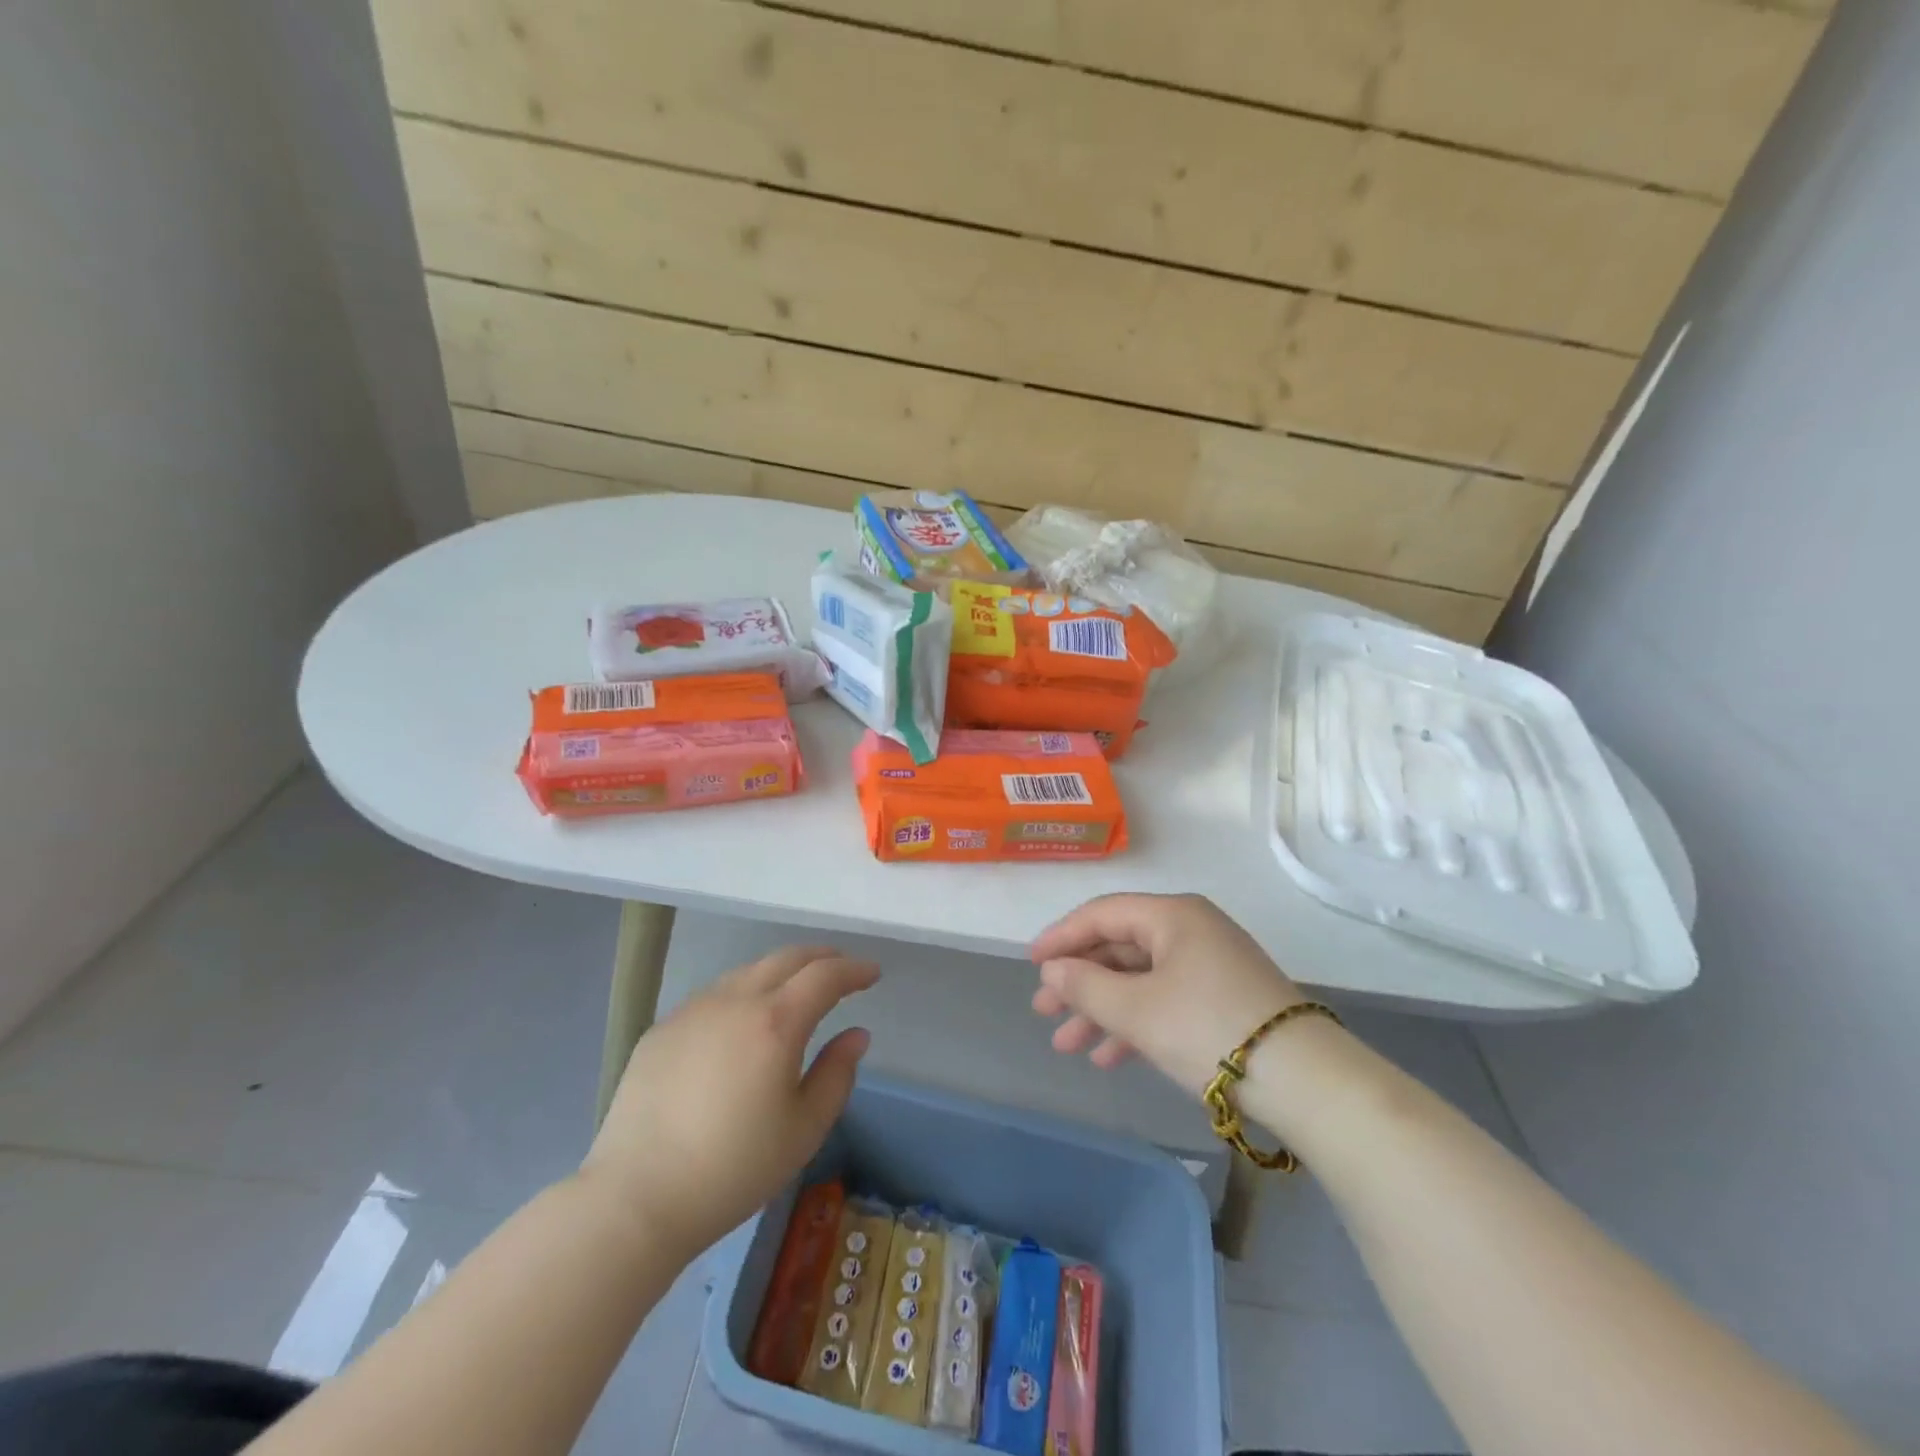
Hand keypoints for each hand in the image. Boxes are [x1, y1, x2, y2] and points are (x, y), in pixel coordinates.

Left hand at [581, 946, 877, 1255]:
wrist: (635, 1198)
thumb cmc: (733, 1169)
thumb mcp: (804, 1130)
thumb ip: (837, 1074)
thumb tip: (856, 1034)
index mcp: (775, 1022)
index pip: (825, 976)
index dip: (854, 969)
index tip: (873, 973)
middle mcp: (735, 1001)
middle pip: (786, 958)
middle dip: (821, 958)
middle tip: (841, 969)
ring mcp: (693, 1010)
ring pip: (748, 971)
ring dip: (781, 971)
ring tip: (795, 989)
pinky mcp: (663, 1028)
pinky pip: (714, 995)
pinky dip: (743, 992)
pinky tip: (742, 1020)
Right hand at [1030, 893, 1303, 1096]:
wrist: (1305, 1081)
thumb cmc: (1208, 1028)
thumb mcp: (1137, 1010)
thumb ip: (1085, 986)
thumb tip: (1052, 970)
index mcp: (1173, 915)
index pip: (1102, 914)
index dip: (1061, 938)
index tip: (1030, 965)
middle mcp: (1191, 930)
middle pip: (1120, 948)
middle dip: (1079, 982)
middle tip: (1044, 1012)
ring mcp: (1210, 966)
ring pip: (1140, 979)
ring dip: (1102, 1010)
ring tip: (1067, 1045)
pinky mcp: (1224, 999)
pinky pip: (1165, 1000)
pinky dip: (1135, 1023)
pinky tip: (1109, 1057)